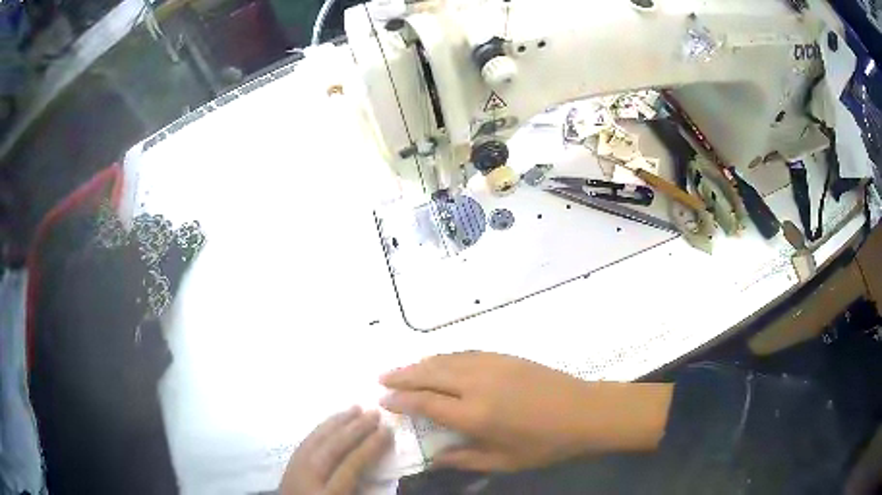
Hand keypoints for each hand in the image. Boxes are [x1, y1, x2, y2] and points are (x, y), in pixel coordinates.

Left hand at [280, 407, 392, 494]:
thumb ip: (362, 490)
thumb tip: (380, 469)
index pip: (350, 466)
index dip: (370, 447)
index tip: (387, 430)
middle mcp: (308, 478)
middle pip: (331, 448)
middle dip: (354, 429)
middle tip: (374, 413)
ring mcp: (294, 470)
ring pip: (315, 440)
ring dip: (337, 423)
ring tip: (355, 409)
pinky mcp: (288, 466)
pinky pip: (304, 442)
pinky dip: (320, 429)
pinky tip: (330, 423)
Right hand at [380, 352, 671, 471]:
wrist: (585, 411)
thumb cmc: (546, 444)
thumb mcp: (505, 461)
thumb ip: (466, 459)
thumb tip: (435, 458)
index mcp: (476, 415)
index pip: (426, 404)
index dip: (401, 400)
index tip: (382, 399)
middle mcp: (478, 385)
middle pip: (430, 375)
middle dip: (402, 376)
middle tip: (381, 378)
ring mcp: (493, 366)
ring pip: (445, 360)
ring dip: (420, 363)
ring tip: (402, 369)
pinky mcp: (505, 356)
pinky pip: (465, 353)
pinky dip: (445, 356)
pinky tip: (438, 361)